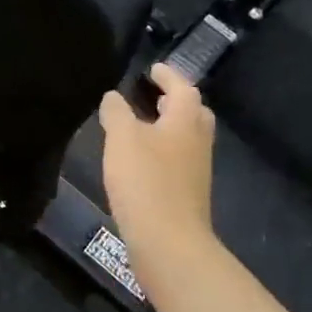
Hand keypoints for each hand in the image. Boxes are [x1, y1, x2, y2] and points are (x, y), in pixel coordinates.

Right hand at [98, 63, 215, 255]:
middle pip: (194, 114)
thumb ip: (116, 112)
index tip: (153, 69)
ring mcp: (196, 171)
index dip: (168, 76)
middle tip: (155, 97)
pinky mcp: (188, 195)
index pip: (183, 88)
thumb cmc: (146, 182)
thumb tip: (114, 96)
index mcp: (185, 121)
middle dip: (177, 102)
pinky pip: (179, 162)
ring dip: (170, 128)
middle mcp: (197, 142)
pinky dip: (164, 152)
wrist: (169, 242)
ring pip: (188, 139)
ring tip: (143, 126)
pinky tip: (142, 162)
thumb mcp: (122, 138)